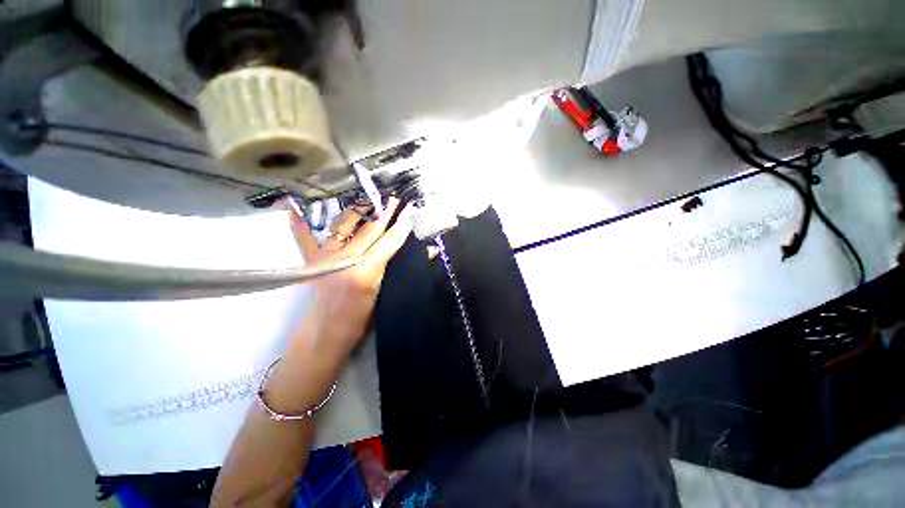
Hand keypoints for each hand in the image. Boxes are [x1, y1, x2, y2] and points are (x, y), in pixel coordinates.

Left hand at [287, 197, 411, 369]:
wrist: (323, 337)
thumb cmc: (360, 322)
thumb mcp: (386, 298)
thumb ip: (403, 270)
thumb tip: (429, 252)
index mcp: (366, 272)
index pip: (388, 242)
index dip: (401, 226)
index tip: (410, 211)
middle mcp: (345, 259)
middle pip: (370, 230)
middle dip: (384, 213)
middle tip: (395, 199)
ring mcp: (325, 257)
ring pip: (345, 226)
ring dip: (359, 211)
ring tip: (370, 201)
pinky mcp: (312, 261)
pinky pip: (304, 236)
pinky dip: (298, 221)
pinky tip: (290, 205)